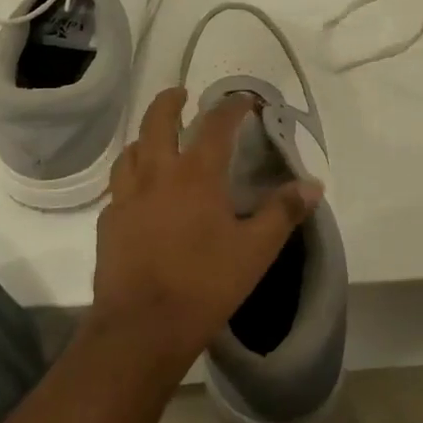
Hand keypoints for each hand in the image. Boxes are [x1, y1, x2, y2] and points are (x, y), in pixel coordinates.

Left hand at [90, 88, 321, 375]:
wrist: (142, 327)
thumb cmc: (205, 284)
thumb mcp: (256, 250)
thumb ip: (283, 212)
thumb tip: (313, 184)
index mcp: (196, 174)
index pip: (216, 124)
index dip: (232, 106)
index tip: (244, 100)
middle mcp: (156, 174)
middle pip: (157, 121)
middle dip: (170, 101)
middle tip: (182, 95)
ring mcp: (126, 197)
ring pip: (131, 150)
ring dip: (146, 137)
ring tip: (158, 141)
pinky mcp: (109, 222)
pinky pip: (119, 186)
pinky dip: (132, 176)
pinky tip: (141, 194)